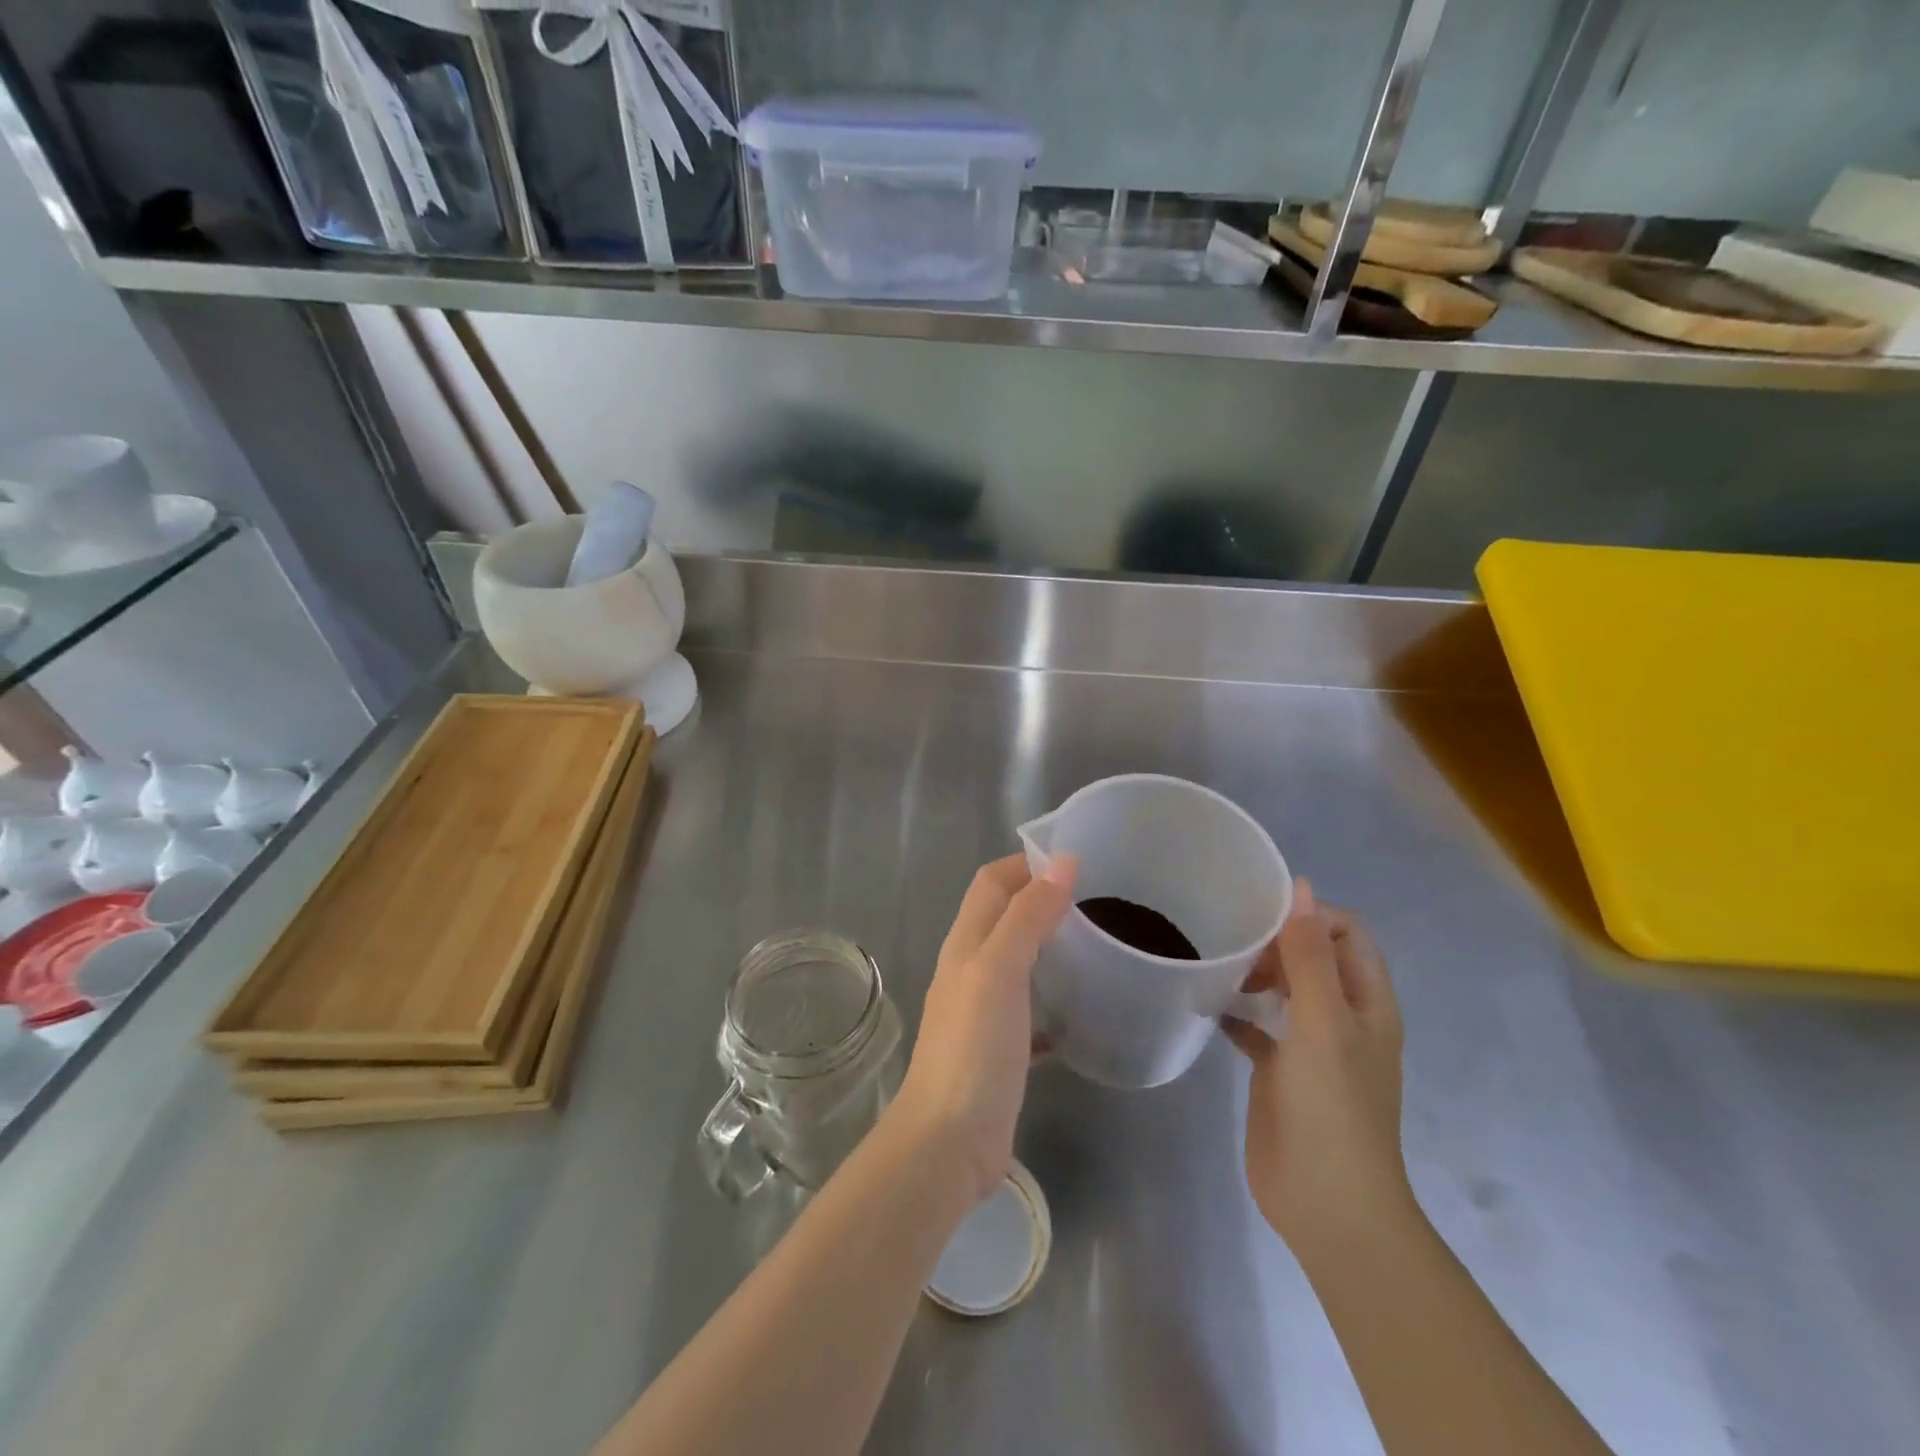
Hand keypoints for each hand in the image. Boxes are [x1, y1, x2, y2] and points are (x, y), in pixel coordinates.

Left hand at [891, 853, 1076, 1202]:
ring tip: (1097, 946)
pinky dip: (1052, 1001)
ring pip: (1018, 962)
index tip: (1075, 862)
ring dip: (1049, 947)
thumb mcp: (1000, 970)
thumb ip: (1028, 915)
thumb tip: (1062, 861)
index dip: (1025, 863)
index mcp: (966, 943)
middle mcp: (970, 969)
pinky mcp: (999, 1049)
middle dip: (1042, 900)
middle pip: (1004, 917)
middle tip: (1096, 902)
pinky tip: (1081, 1011)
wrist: (948, 1142)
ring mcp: (982, 1011)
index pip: (992, 883)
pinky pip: (1029, 1010)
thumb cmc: (973, 1047)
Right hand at [1224, 880, 1415, 1265]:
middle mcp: (1343, 1018)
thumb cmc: (1332, 1109)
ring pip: (1284, 990)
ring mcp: (1311, 1047)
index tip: (1261, 916)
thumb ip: (1309, 956)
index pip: (1346, 933)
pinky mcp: (1280, 1072)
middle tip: (1234, 943)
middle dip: (1276, 941)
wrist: (1327, 1205)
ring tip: (1217, 965)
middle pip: (1313, 957)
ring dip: (1255, 973)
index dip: (1310, 915)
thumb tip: (1301, 886)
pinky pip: (1257, 1027)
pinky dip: (1237, 1012)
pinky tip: (1207, 1006)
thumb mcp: (1322, 1024)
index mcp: (1367, 1003)